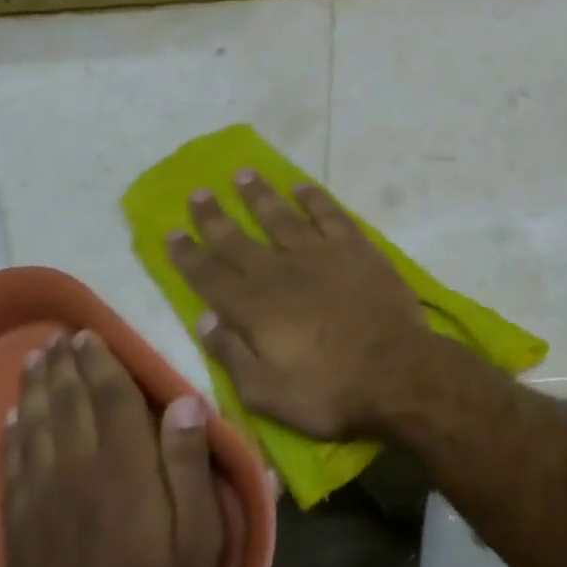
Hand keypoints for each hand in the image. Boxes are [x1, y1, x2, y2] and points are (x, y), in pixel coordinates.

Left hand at [0, 331, 221, 566]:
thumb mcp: (199, 539)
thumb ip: (190, 466)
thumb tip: (185, 400)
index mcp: (125, 467)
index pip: (111, 398)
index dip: (100, 362)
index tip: (89, 334)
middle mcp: (78, 470)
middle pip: (68, 405)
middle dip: (63, 367)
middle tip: (58, 337)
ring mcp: (42, 501)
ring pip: (35, 428)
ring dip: (34, 391)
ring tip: (34, 361)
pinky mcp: (18, 531)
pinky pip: (11, 468)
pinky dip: (10, 438)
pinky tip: (10, 421)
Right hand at [166, 172, 438, 438]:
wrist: (395, 370)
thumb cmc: (328, 391)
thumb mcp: (265, 392)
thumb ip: (231, 353)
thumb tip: (203, 319)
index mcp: (254, 308)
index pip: (210, 275)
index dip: (188, 253)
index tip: (170, 230)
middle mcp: (280, 271)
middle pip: (238, 239)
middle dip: (214, 216)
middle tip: (197, 192)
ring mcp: (319, 254)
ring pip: (281, 216)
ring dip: (259, 195)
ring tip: (242, 173)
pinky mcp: (355, 247)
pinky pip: (329, 214)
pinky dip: (314, 197)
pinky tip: (301, 186)